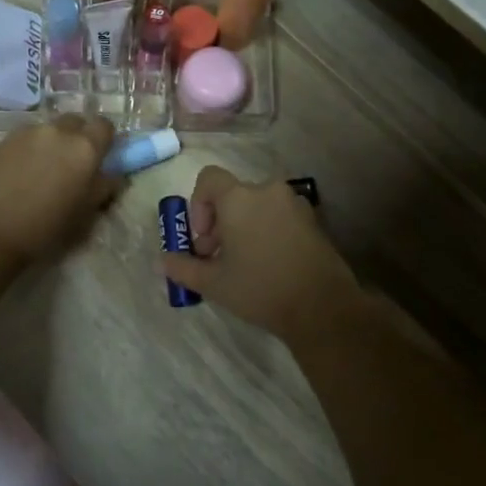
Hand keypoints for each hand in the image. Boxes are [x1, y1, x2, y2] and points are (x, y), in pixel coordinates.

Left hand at [0, 115, 121, 264]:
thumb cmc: (46, 227)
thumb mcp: (85, 213)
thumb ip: (103, 187)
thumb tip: (113, 175)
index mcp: (84, 148)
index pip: (105, 125)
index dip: (104, 139)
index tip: (100, 155)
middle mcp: (57, 131)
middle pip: (75, 121)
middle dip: (77, 136)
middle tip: (71, 163)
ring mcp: (26, 133)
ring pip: (47, 129)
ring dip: (51, 143)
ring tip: (41, 169)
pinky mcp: (1, 141)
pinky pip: (23, 138)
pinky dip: (27, 149)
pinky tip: (18, 173)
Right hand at [157, 166, 361, 337]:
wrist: (322, 307)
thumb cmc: (260, 288)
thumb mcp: (213, 283)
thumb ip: (183, 267)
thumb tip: (162, 261)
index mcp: (239, 197)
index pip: (208, 178)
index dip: (198, 204)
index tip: (203, 238)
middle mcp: (267, 190)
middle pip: (233, 195)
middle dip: (220, 222)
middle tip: (218, 258)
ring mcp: (294, 204)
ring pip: (257, 206)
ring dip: (243, 227)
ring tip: (244, 264)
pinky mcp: (313, 220)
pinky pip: (279, 216)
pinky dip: (267, 231)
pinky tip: (270, 265)